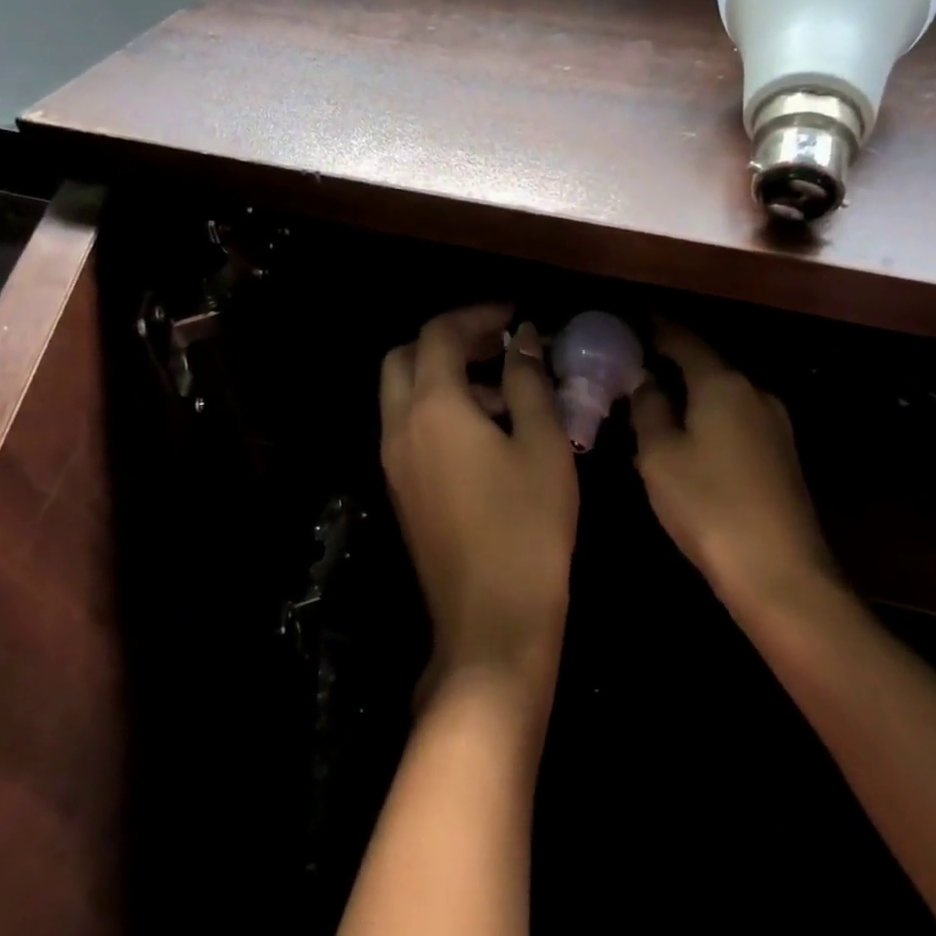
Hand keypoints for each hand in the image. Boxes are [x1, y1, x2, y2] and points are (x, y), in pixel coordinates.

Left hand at [380, 305, 578, 688]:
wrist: (492, 619)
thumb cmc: (528, 525)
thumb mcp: (542, 444)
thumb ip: (528, 381)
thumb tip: (523, 340)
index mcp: (433, 407)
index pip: (439, 334)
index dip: (477, 315)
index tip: (515, 317)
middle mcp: (399, 426)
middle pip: (405, 357)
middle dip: (448, 340)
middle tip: (497, 345)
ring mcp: (393, 461)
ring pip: (402, 393)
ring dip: (442, 375)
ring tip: (501, 388)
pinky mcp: (400, 489)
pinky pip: (407, 426)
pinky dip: (436, 408)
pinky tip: (485, 431)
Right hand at [631, 319, 836, 611]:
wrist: (781, 574)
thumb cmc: (709, 507)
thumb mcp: (660, 456)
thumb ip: (648, 409)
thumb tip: (642, 378)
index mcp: (723, 383)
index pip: (683, 338)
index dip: (655, 326)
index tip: (632, 317)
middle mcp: (755, 392)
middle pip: (706, 365)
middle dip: (671, 363)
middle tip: (633, 368)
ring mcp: (775, 424)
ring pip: (722, 395)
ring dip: (690, 395)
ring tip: (655, 406)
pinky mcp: (783, 455)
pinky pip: (736, 421)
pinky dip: (709, 419)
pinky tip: (689, 442)